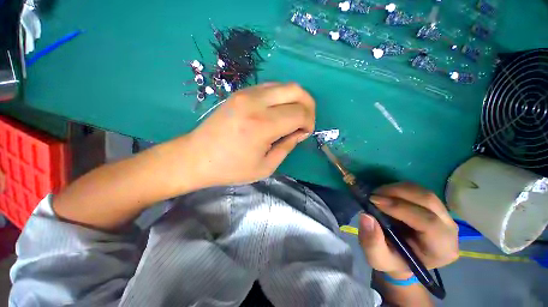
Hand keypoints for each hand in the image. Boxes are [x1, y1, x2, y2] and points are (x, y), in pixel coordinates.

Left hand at [183, 82, 314, 186]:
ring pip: (284, 85)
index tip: (304, 133)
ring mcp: (246, 93)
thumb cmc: (231, 168)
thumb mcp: (265, 166)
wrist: (196, 157)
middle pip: (296, 90)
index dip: (309, 123)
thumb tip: (300, 132)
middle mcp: (255, 102)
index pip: (300, 113)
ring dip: (295, 100)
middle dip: (308, 106)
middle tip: (305, 122)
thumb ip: (287, 146)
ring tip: (292, 117)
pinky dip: (282, 97)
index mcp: (262, 125)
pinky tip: (278, 111)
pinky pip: (270, 87)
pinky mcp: (240, 92)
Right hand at [358, 182, 458, 278]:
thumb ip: (371, 242)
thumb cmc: (392, 260)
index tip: (374, 201)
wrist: (402, 258)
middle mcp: (449, 230)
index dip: (400, 208)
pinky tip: (386, 194)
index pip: (429, 223)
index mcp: (441, 249)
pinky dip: (400, 188)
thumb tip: (366, 216)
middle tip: (373, 195)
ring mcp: (445, 216)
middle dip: (397, 193)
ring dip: (397, 189)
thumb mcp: (377, 258)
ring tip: (377, 194)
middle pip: (429, 201)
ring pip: (424, 193)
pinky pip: (419, 191)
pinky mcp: (436, 207)